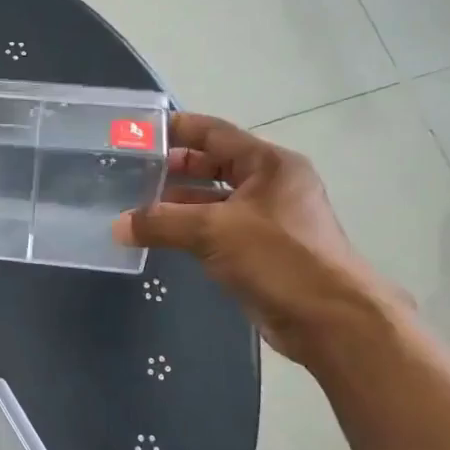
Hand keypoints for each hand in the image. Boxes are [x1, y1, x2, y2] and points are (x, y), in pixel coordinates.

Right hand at [113, 114, 405, 361]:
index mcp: (270, 165)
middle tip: (133, 171)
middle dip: (175, 167)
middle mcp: (272, 186)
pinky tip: (161, 238)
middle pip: (215, 165)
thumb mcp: (214, 231)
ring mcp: (269, 220)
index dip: (178, 128)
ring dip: (179, 203)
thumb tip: (118, 225)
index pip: (216, 132)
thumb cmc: (279, 258)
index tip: (141, 131)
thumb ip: (162, 223)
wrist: (330, 320)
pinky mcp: (262, 252)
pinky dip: (190, 230)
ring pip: (214, 201)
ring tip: (137, 206)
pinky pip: (218, 231)